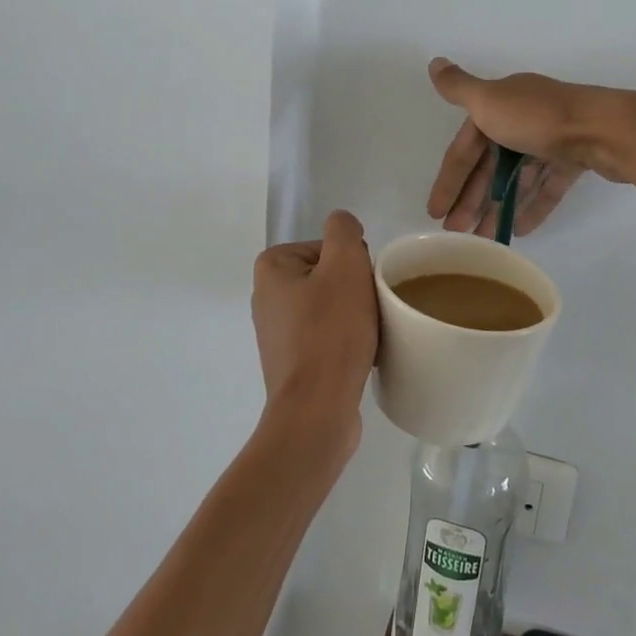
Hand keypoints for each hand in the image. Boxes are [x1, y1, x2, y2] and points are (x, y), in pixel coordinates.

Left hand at [251, 210, 378, 462]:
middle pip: (330, 276)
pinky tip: (360, 355)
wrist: (316, 410)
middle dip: (355, 290)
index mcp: (272, 268)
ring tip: (367, 336)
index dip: (353, 263)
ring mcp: (277, 332)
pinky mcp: (291, 361)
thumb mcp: (345, 266)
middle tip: (369, 311)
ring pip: (332, 307)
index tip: (362, 287)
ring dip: (354, 316)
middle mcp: (267, 296)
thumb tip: (342, 225)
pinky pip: (327, 337)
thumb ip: (343, 231)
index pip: (328, 247)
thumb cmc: (330, 333)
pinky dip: (346, 341)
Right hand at [425, 59, 635, 237]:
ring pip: (518, 178)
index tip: (435, 212)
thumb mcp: (490, 100)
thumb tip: (434, 63)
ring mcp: (552, 139)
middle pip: (490, 165)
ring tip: (485, 239)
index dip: (449, 179)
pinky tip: (521, 230)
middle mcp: (524, 118)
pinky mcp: (576, 159)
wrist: (606, 129)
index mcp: (501, 105)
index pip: (466, 148)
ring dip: (499, 207)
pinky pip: (548, 186)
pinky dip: (534, 205)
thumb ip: (459, 88)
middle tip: (456, 232)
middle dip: (471, 198)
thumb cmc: (539, 118)